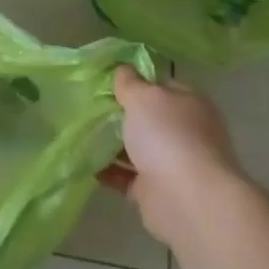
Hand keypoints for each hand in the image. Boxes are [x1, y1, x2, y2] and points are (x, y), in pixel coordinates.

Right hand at [99, 67, 247, 243]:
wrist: (186, 198)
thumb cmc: (167, 136)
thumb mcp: (144, 97)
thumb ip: (130, 83)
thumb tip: (123, 70)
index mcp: (189, 104)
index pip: (162, 86)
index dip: (136, 82)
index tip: (106, 82)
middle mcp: (184, 132)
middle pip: (148, 119)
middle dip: (120, 114)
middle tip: (87, 107)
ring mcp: (171, 163)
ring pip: (136, 148)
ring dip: (111, 144)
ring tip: (80, 133)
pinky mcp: (154, 191)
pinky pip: (126, 176)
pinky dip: (108, 170)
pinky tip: (85, 163)